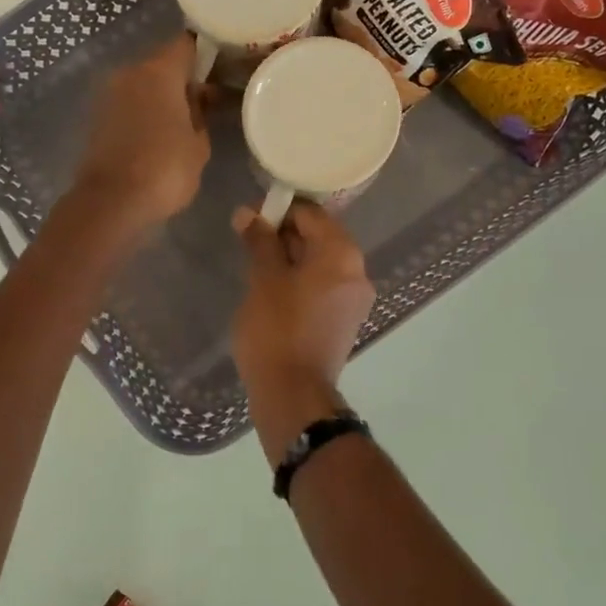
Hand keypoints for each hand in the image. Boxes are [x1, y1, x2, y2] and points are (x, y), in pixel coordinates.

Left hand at [73, 33, 211, 230]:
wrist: (111, 203)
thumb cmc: (164, 171)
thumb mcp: (199, 145)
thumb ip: (201, 115)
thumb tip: (198, 100)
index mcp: (159, 72)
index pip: (187, 44)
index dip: (208, 52)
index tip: (225, 65)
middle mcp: (130, 73)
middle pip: (164, 63)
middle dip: (186, 78)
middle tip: (212, 98)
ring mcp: (110, 95)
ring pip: (145, 85)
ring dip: (165, 97)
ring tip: (189, 120)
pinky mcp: (99, 118)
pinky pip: (131, 104)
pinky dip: (147, 112)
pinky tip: (164, 133)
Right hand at [232, 203, 375, 462]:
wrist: (293, 395)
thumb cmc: (277, 330)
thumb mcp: (263, 280)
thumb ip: (259, 241)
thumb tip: (248, 213)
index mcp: (342, 254)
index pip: (311, 214)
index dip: (279, 210)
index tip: (249, 218)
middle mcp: (357, 272)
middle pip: (319, 237)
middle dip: (284, 235)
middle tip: (248, 243)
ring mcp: (354, 300)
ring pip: (320, 264)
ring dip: (290, 259)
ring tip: (255, 268)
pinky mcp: (344, 321)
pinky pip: (323, 288)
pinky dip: (300, 282)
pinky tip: (272, 292)